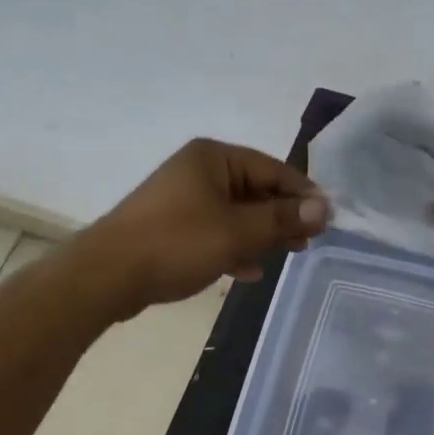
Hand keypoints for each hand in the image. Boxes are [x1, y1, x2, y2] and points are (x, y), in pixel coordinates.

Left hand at [82, 139, 328, 317]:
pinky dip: (234, 246)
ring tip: (287, 255)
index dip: (302, 194)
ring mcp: (182, 198)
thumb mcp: (238, 231)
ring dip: (261, 234)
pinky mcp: (171, 226)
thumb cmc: (177, 243)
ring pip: (236, 213)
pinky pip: (214, 230)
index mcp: (214, 158)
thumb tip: (324, 207)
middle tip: (308, 242)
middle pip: (255, 190)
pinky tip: (248, 270)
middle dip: (282, 217)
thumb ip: (282, 218)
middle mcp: (199, 170)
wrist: (105, 276)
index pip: (273, 169)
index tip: (327, 219)